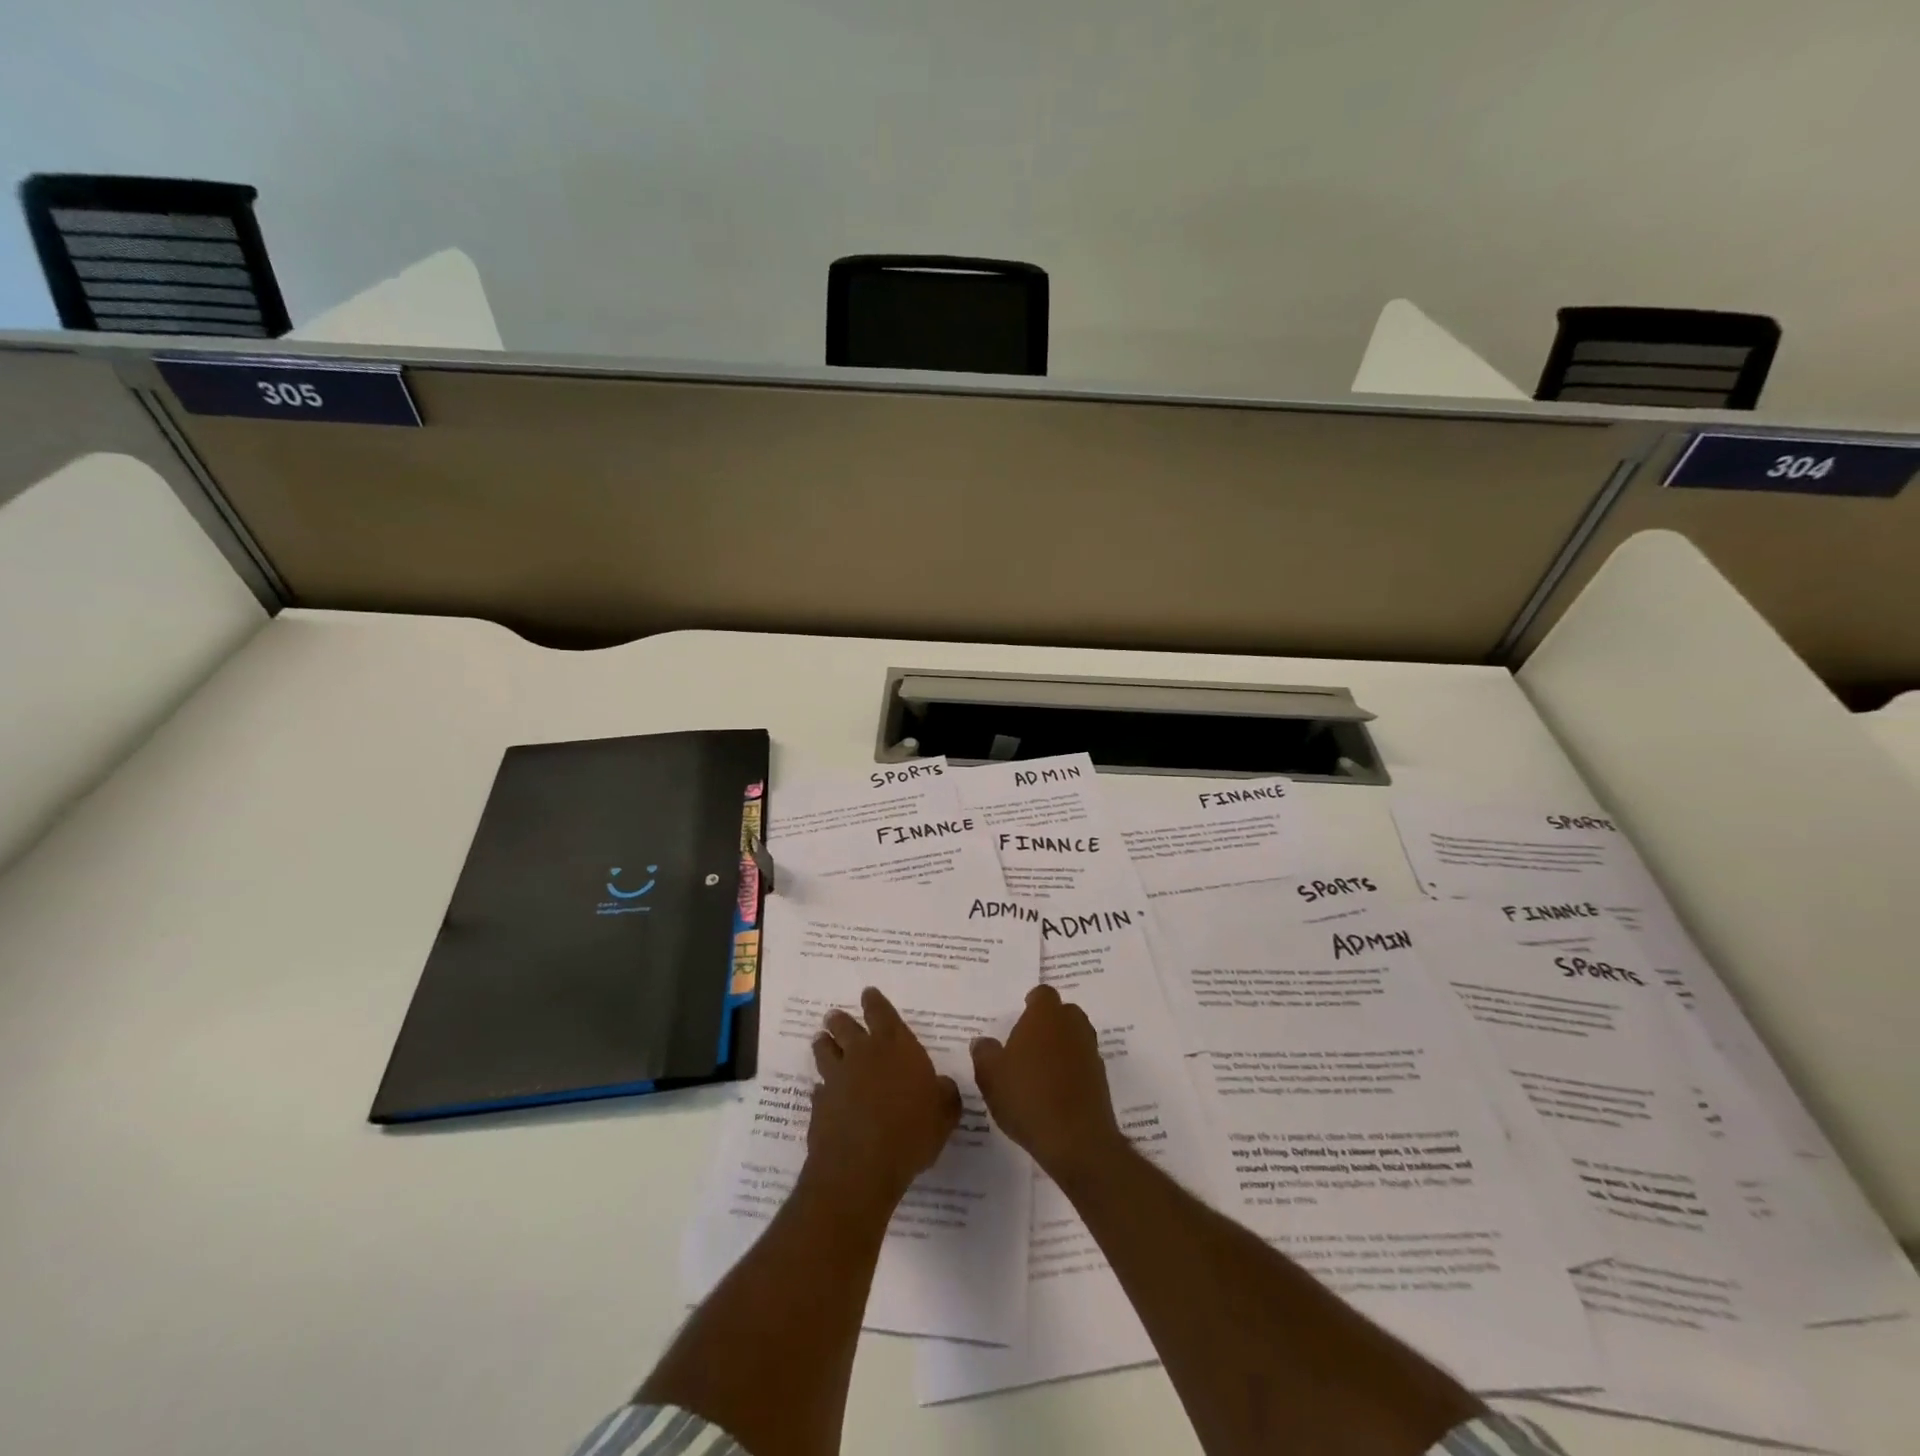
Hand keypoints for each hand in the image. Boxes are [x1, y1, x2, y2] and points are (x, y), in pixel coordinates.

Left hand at [806, 987, 961, 1213]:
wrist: (861, 1166)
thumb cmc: (911, 1131)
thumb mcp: (944, 1114)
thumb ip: (945, 1094)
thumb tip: (943, 1086)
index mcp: (895, 1046)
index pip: (881, 1013)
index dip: (874, 1002)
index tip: (867, 993)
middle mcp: (863, 1054)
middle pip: (846, 1027)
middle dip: (840, 1020)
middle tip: (834, 1015)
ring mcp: (837, 1078)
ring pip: (825, 1052)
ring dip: (823, 1045)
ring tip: (820, 1039)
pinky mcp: (820, 1105)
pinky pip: (819, 1089)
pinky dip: (821, 1088)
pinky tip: (821, 1091)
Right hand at [971, 984, 1125, 1183]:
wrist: (1076, 1140)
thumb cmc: (1027, 1097)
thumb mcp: (991, 1075)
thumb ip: (984, 1053)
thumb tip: (983, 1042)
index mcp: (1045, 1016)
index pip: (1043, 994)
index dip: (1032, 1003)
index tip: (1020, 1017)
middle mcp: (1072, 1025)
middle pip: (1063, 1013)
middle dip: (1048, 1023)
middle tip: (1028, 1044)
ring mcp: (1090, 1052)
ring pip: (1075, 1037)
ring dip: (1061, 1046)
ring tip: (1040, 1069)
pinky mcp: (1101, 1079)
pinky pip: (1083, 1063)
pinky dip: (1072, 1070)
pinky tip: (1055, 1091)